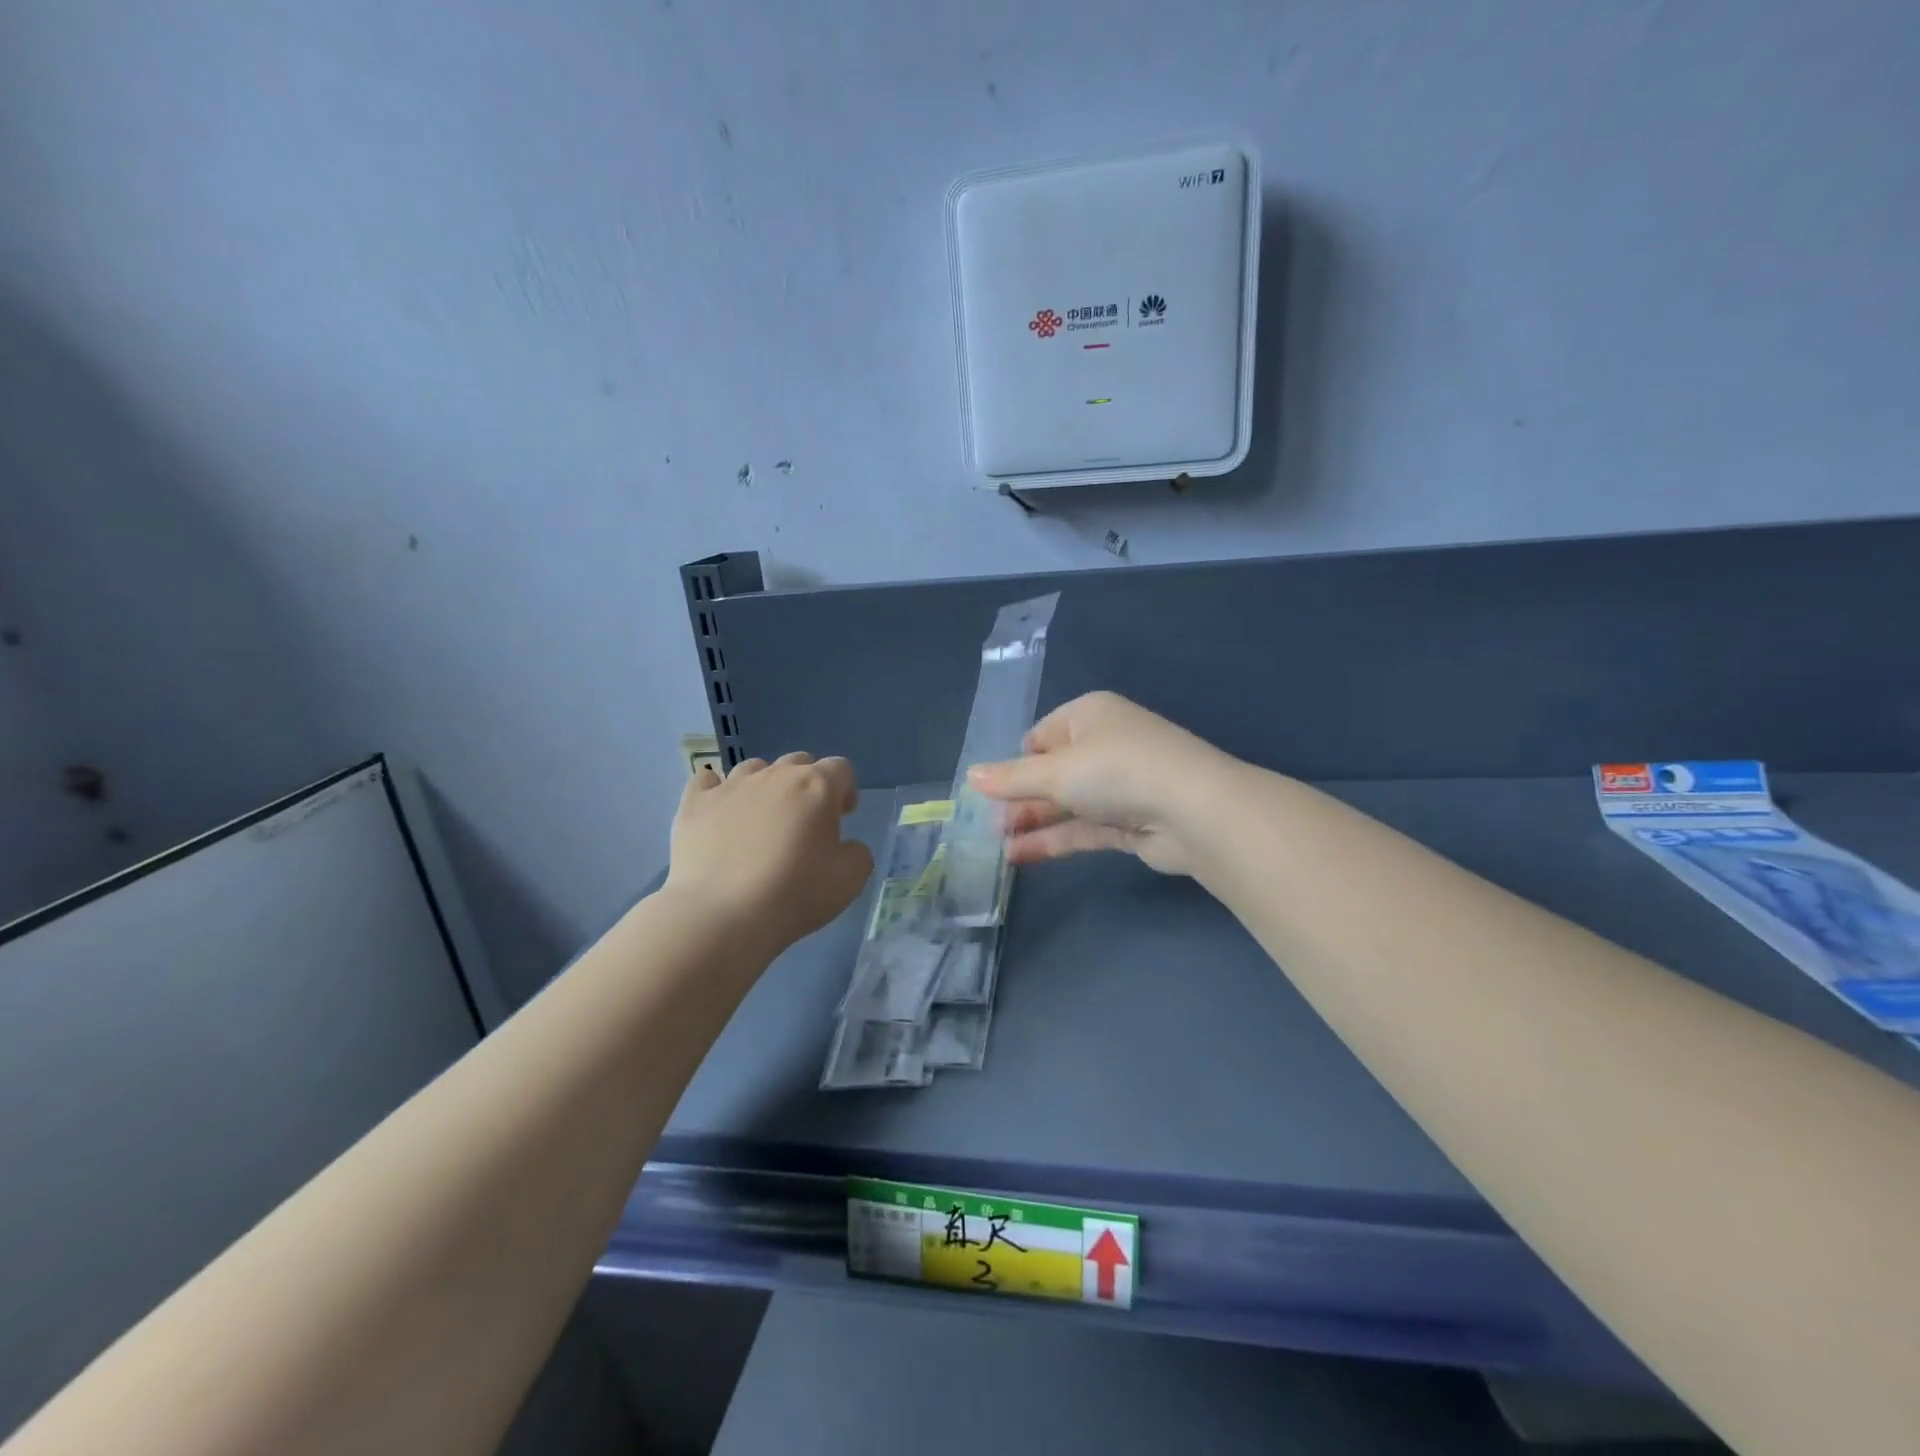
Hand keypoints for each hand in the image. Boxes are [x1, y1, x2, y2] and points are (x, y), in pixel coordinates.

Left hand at [666, 753, 873, 952]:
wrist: (721, 915)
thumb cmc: (793, 894)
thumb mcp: (849, 881)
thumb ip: (858, 854)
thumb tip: (847, 847)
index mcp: (817, 787)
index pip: (840, 769)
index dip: (845, 790)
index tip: (842, 818)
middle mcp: (775, 775)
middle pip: (798, 762)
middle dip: (806, 785)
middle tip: (804, 822)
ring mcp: (731, 786)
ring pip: (755, 768)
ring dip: (765, 786)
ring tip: (761, 820)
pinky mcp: (695, 803)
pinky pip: (707, 781)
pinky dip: (717, 792)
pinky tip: (719, 813)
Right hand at [967, 691, 1240, 875]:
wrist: (1195, 811)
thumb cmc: (1116, 770)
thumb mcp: (1056, 770)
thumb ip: (1012, 778)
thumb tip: (970, 776)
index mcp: (1089, 716)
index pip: (1040, 737)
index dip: (1015, 764)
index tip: (991, 792)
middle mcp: (1105, 745)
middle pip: (1052, 772)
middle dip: (1020, 798)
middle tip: (986, 826)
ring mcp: (1119, 785)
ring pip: (1066, 803)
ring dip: (1033, 822)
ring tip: (995, 846)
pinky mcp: (1129, 822)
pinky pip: (1083, 828)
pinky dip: (1054, 839)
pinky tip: (1020, 856)